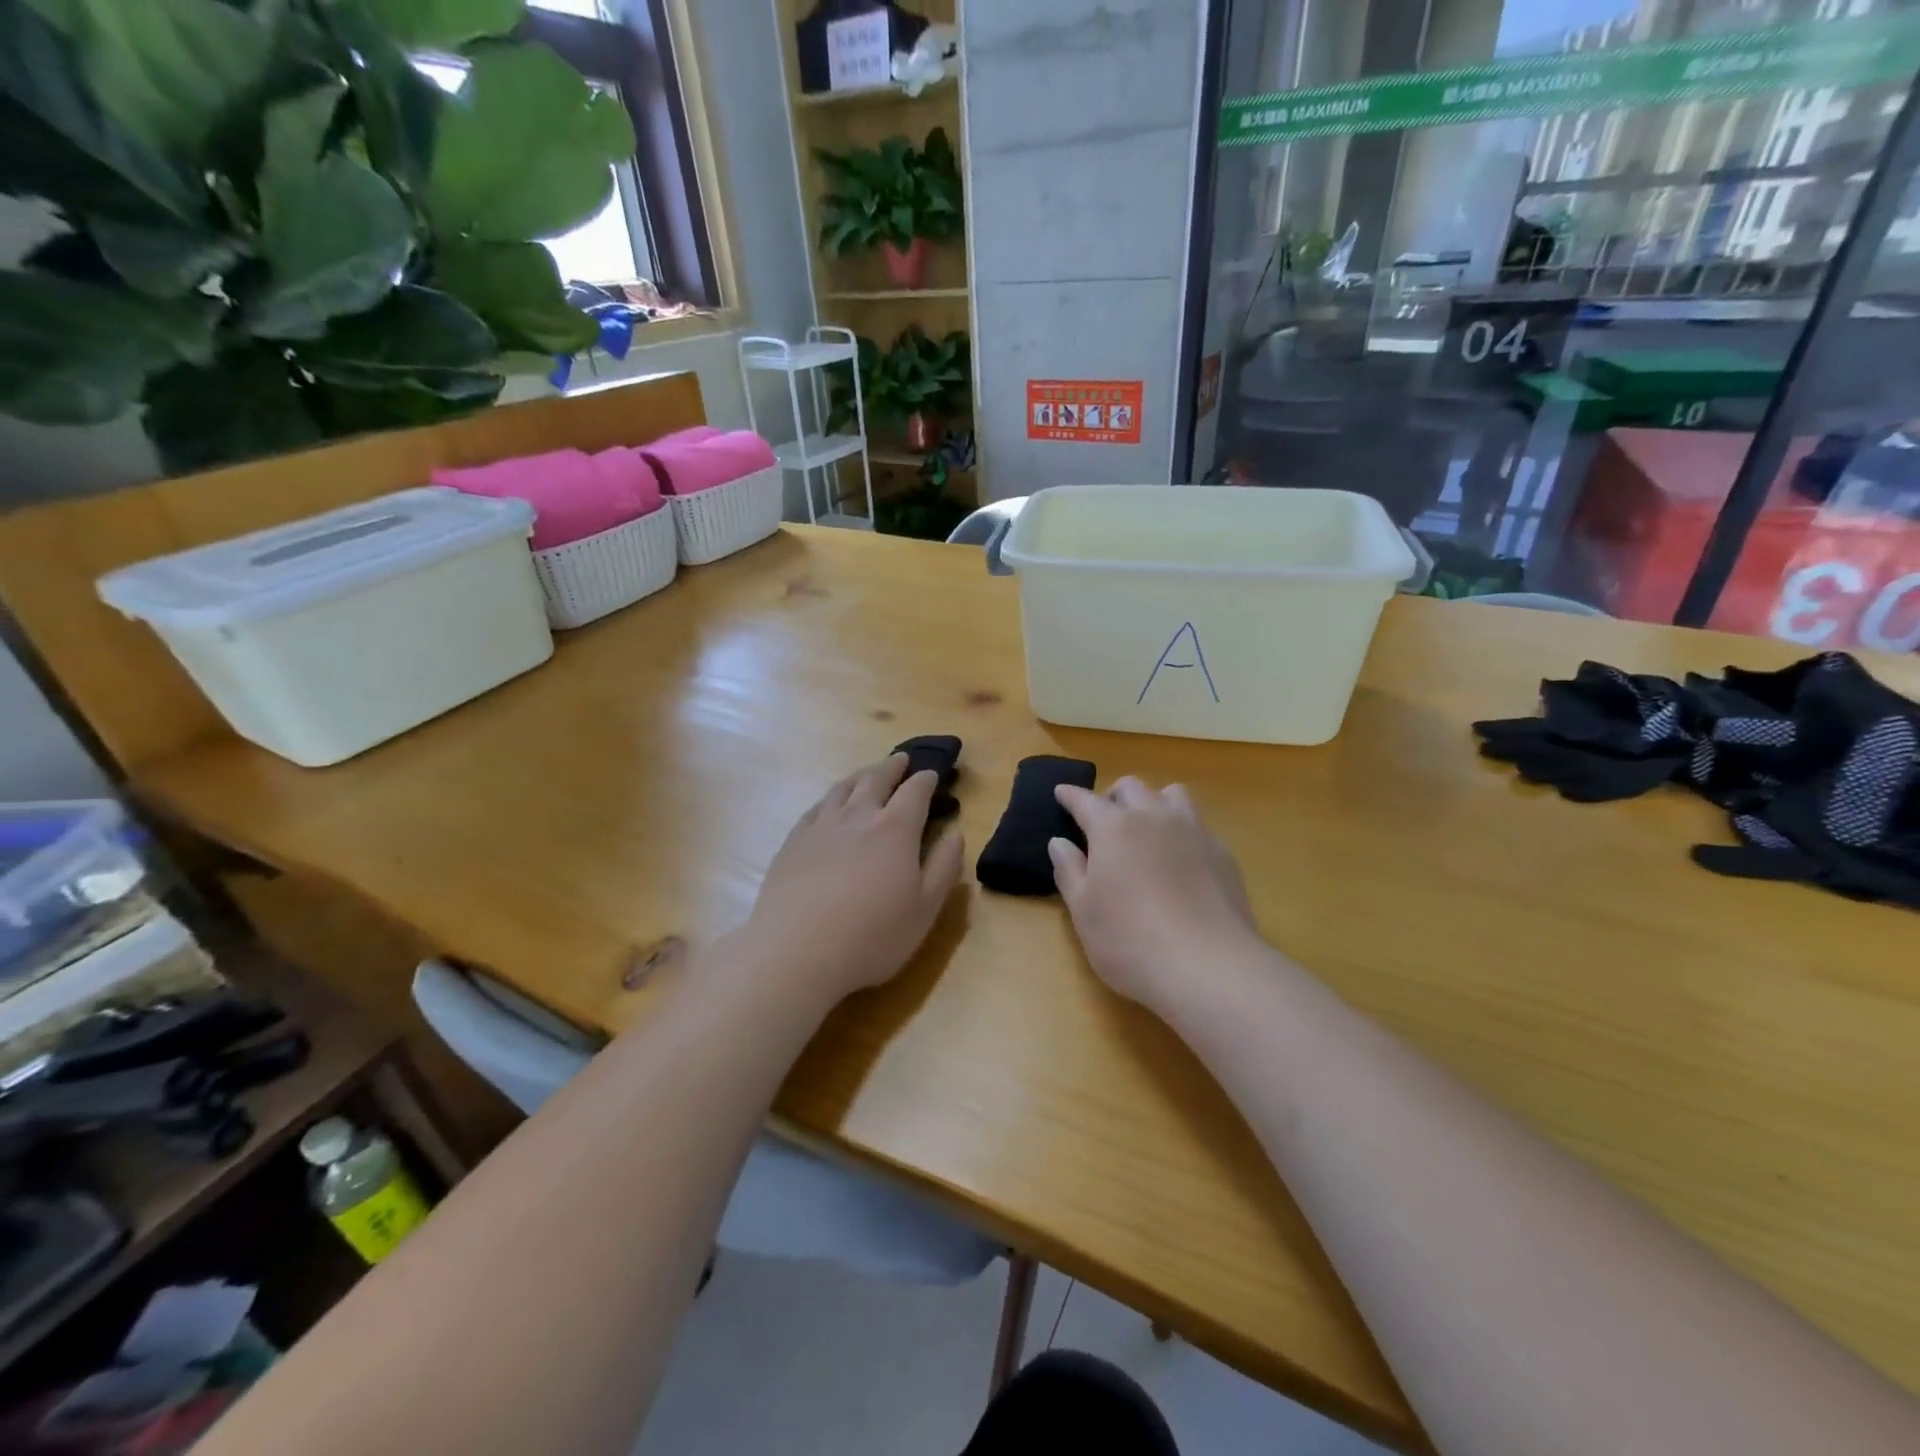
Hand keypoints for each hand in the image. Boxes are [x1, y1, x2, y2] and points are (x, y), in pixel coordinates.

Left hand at [738, 755, 963, 1007]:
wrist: (797, 952)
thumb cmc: (872, 936)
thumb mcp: (925, 909)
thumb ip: (944, 867)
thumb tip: (957, 833)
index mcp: (895, 830)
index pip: (915, 792)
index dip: (926, 780)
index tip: (932, 774)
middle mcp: (858, 817)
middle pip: (876, 780)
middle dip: (892, 767)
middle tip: (902, 759)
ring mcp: (821, 827)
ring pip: (843, 789)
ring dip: (860, 776)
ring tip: (868, 772)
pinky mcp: (793, 842)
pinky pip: (815, 808)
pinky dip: (829, 799)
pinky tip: (829, 805)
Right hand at [1048, 777, 1261, 1012]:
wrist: (1208, 966)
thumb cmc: (1129, 940)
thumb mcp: (1083, 911)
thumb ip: (1069, 870)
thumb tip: (1059, 842)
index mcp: (1113, 828)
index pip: (1085, 800)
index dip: (1070, 795)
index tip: (1061, 792)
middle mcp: (1153, 817)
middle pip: (1131, 787)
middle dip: (1113, 796)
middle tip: (1104, 820)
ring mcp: (1193, 831)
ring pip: (1172, 794)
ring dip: (1154, 802)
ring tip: (1148, 828)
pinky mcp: (1222, 852)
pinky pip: (1199, 824)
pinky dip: (1183, 831)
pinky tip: (1181, 859)